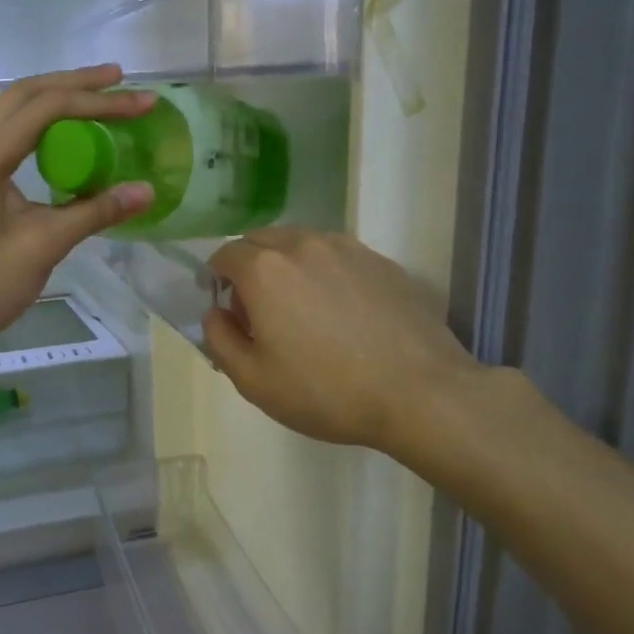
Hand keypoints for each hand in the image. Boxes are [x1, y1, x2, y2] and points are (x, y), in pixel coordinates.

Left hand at [0, 65, 155, 354]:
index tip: (142, 103)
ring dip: (54, 104)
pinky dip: (39, 133)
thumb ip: (93, 213)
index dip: (98, 102)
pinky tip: (63, 146)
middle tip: (119, 80)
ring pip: (11, 116)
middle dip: (74, 84)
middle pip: (24, 96)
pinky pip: (6, 143)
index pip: (47, 108)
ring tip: (97, 103)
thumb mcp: (42, 247)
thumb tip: (145, 191)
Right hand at [202, 229, 488, 467]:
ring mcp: (348, 249)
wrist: (418, 393)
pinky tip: (338, 312)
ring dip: (286, 265)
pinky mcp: (382, 262)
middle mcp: (303, 245)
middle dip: (248, 266)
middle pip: (261, 240)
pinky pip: (336, 255)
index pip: (224, 254)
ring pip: (301, 243)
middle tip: (257, 310)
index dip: (215, 278)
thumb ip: (219, 339)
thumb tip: (215, 313)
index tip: (222, 306)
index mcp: (265, 270)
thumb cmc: (324, 391)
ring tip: (299, 308)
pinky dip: (323, 271)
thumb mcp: (252, 380)